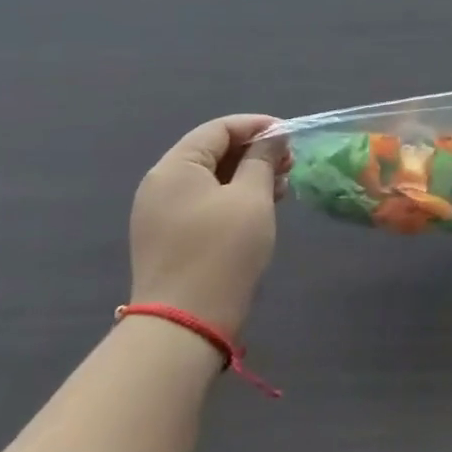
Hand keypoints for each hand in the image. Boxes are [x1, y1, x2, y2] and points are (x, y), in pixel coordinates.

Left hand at [130, 114, 285, 337]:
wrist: (184, 326)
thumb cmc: (222, 251)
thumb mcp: (252, 197)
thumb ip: (263, 159)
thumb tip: (272, 137)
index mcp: (175, 167)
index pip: (218, 129)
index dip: (256, 125)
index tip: (289, 134)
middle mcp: (161, 184)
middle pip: (213, 152)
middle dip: (254, 152)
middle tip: (290, 162)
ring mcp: (161, 213)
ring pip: (211, 179)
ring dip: (247, 175)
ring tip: (282, 185)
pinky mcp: (169, 238)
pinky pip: (205, 202)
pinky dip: (234, 197)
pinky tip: (262, 207)